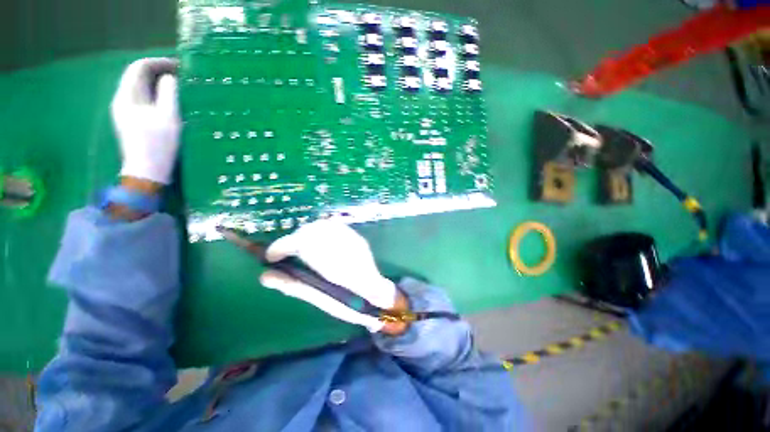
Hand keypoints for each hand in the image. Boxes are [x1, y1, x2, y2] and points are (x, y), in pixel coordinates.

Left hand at [111, 57, 180, 184]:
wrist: (147, 171)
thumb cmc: (158, 145)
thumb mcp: (168, 118)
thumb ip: (168, 94)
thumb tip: (169, 78)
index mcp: (127, 97)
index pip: (138, 68)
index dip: (158, 62)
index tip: (178, 66)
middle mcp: (122, 100)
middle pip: (137, 76)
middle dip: (158, 71)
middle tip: (181, 74)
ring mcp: (126, 111)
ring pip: (140, 88)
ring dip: (158, 82)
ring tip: (178, 85)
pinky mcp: (133, 121)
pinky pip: (143, 99)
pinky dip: (156, 94)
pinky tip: (169, 99)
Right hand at [259, 220, 400, 333]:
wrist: (378, 296)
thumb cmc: (350, 304)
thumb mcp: (319, 299)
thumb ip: (293, 285)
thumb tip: (264, 276)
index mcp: (333, 263)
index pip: (300, 244)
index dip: (280, 247)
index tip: (269, 257)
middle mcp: (343, 245)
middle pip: (310, 230)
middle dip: (292, 241)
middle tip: (284, 255)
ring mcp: (352, 238)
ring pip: (321, 226)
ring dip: (305, 235)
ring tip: (299, 249)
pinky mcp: (357, 237)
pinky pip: (333, 227)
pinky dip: (319, 232)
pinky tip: (317, 244)